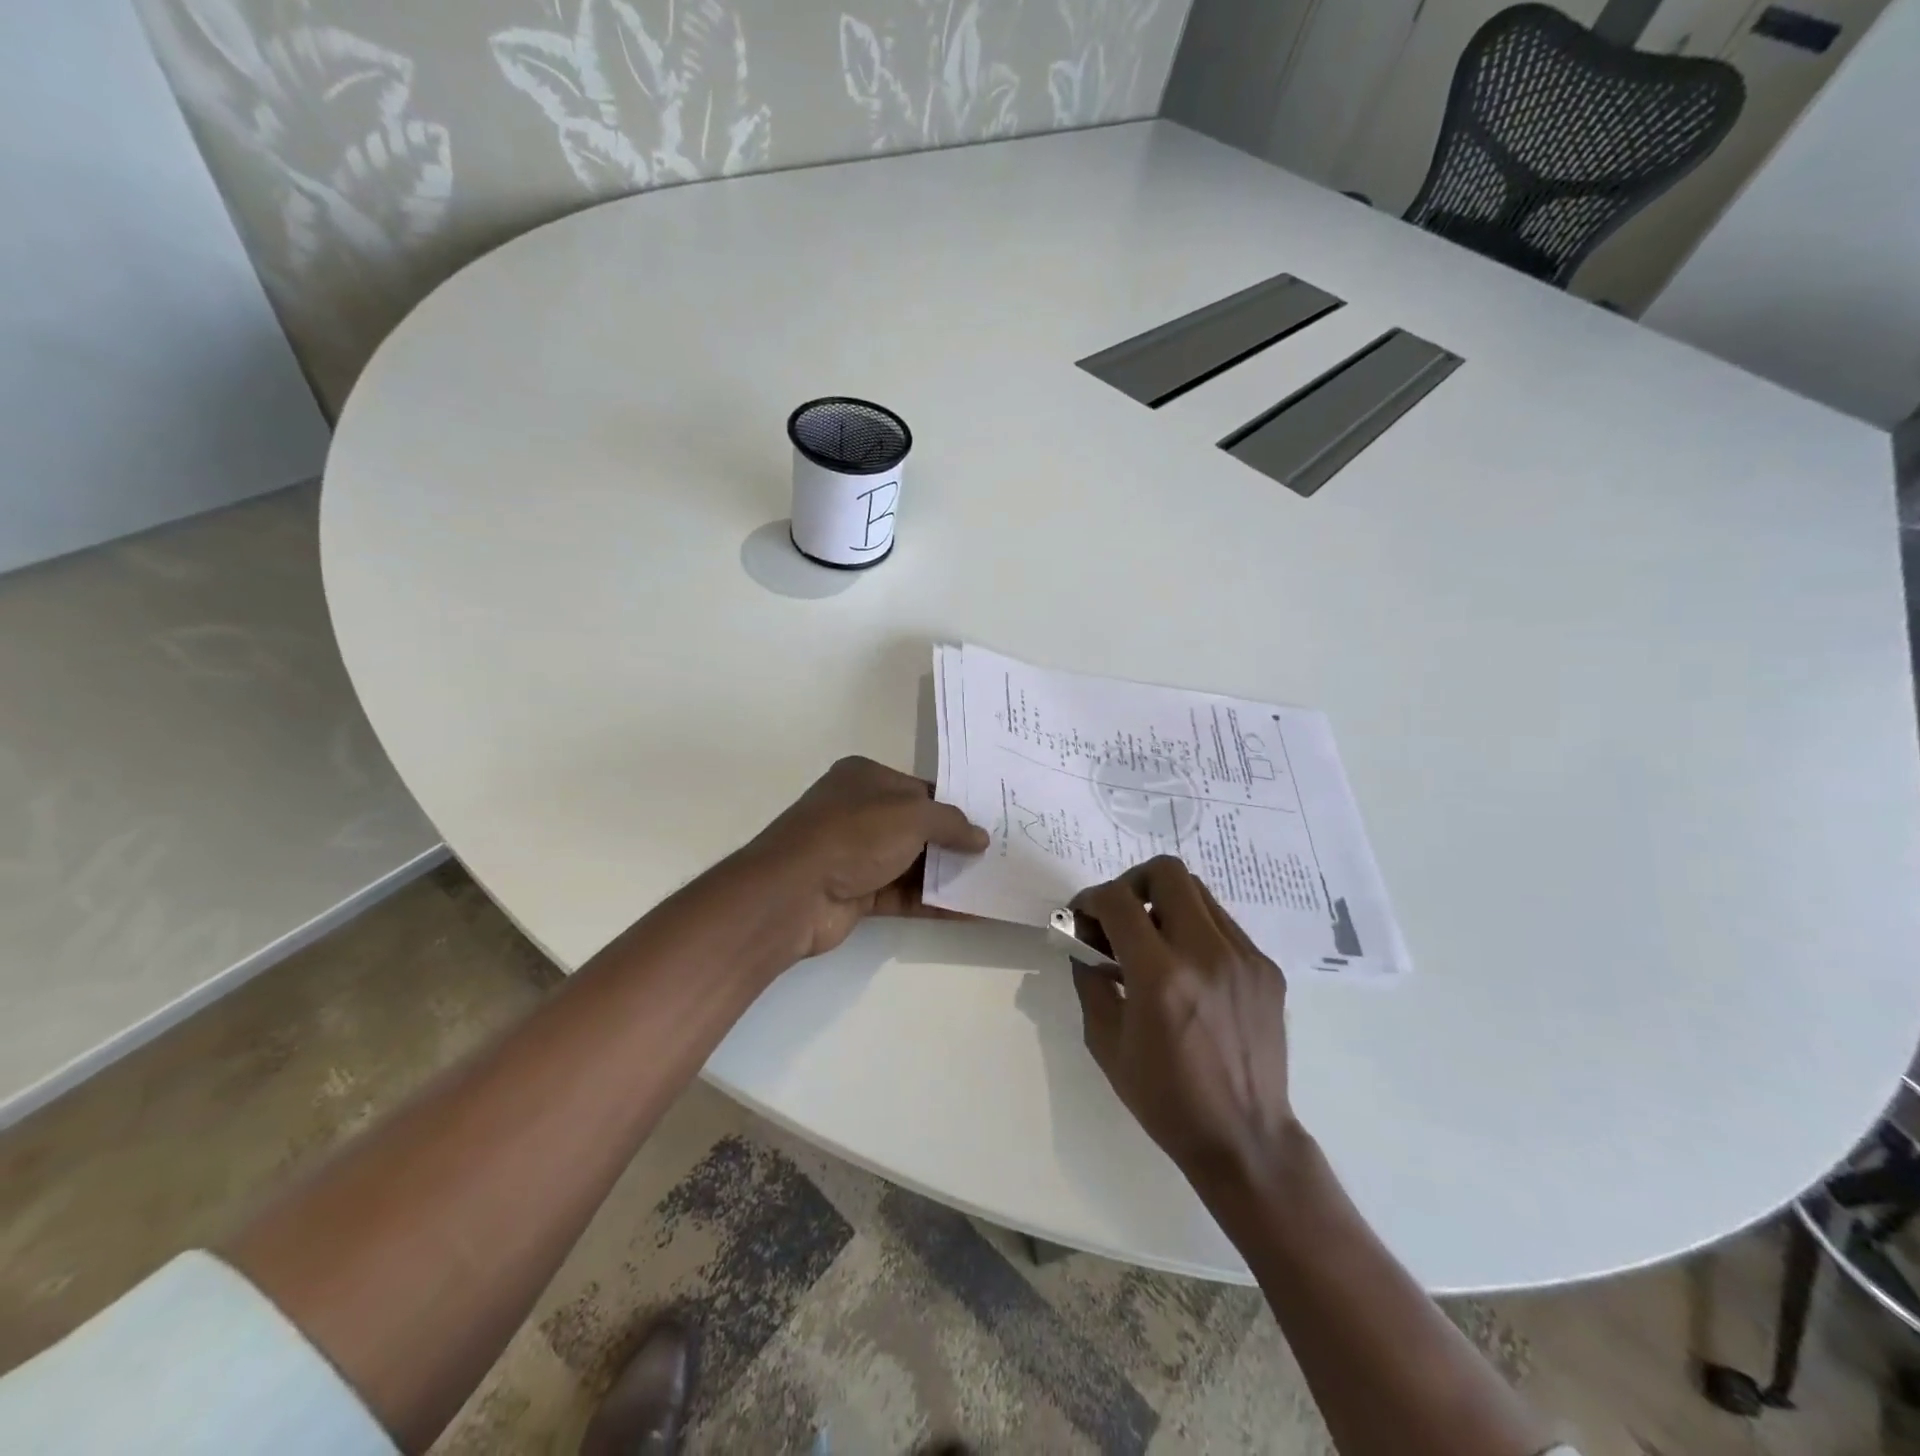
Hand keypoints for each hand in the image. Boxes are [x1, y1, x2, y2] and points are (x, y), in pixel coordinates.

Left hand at [747, 756, 988, 960]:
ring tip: (991, 883)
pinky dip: (933, 901)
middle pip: (917, 826)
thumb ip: (951, 823)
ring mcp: (855, 854)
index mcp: (865, 778)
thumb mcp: (912, 815)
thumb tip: (981, 837)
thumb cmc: (855, 835)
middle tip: (997, 854)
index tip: (989, 822)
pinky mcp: (856, 893)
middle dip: (954, 842)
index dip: (954, 805)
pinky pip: (903, 894)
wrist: (795, 892)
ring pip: (911, 862)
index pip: (920, 789)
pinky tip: (970, 910)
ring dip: (947, 874)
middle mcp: (859, 811)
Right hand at [1071, 856, 1298, 1199]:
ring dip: (1165, 904)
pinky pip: (1223, 924)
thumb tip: (1083, 945)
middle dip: (1132, 883)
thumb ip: (1090, 982)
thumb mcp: (1106, 1043)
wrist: (1245, 1138)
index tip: (1082, 917)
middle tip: (1120, 916)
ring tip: (1153, 942)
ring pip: (1198, 892)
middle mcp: (1206, 954)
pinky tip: (1187, 969)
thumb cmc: (1165, 1098)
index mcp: (1161, 977)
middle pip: (1166, 872)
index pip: (1117, 901)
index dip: (1089, 899)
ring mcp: (1243, 957)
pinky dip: (1195, 930)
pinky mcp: (1266, 968)